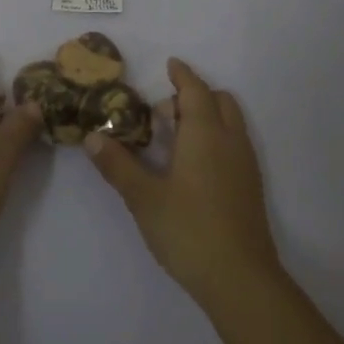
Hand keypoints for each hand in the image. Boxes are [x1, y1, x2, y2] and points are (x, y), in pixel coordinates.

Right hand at [83, 58, 282, 312]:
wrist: (241, 279)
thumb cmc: (189, 229)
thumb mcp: (143, 197)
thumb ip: (118, 165)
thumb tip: (92, 137)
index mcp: (205, 134)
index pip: (195, 90)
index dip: (182, 75)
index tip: (170, 65)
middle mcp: (230, 140)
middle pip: (219, 100)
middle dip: (195, 95)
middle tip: (164, 113)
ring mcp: (245, 164)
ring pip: (230, 122)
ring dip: (207, 116)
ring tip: (175, 139)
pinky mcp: (251, 186)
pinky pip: (234, 143)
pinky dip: (216, 137)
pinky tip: (194, 166)